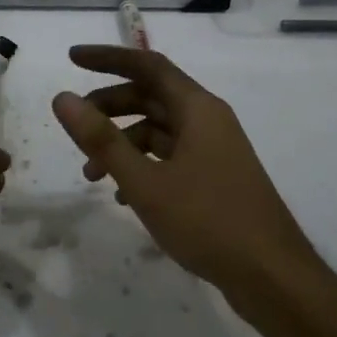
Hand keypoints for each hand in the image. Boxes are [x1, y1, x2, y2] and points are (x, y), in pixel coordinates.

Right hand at [51, 46, 310, 298]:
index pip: (147, 65)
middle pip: (151, 96)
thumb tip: (63, 98)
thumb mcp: (145, 182)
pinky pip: (170, 157)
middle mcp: (207, 120)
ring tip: (91, 173)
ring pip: (158, 130)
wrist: (273, 277)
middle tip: (75, 124)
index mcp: (197, 109)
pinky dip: (142, 165)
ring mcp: (214, 150)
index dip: (108, 59)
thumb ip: (102, 139)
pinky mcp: (214, 178)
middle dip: (109, 107)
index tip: (71, 59)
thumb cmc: (208, 221)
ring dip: (121, 143)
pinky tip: (122, 195)